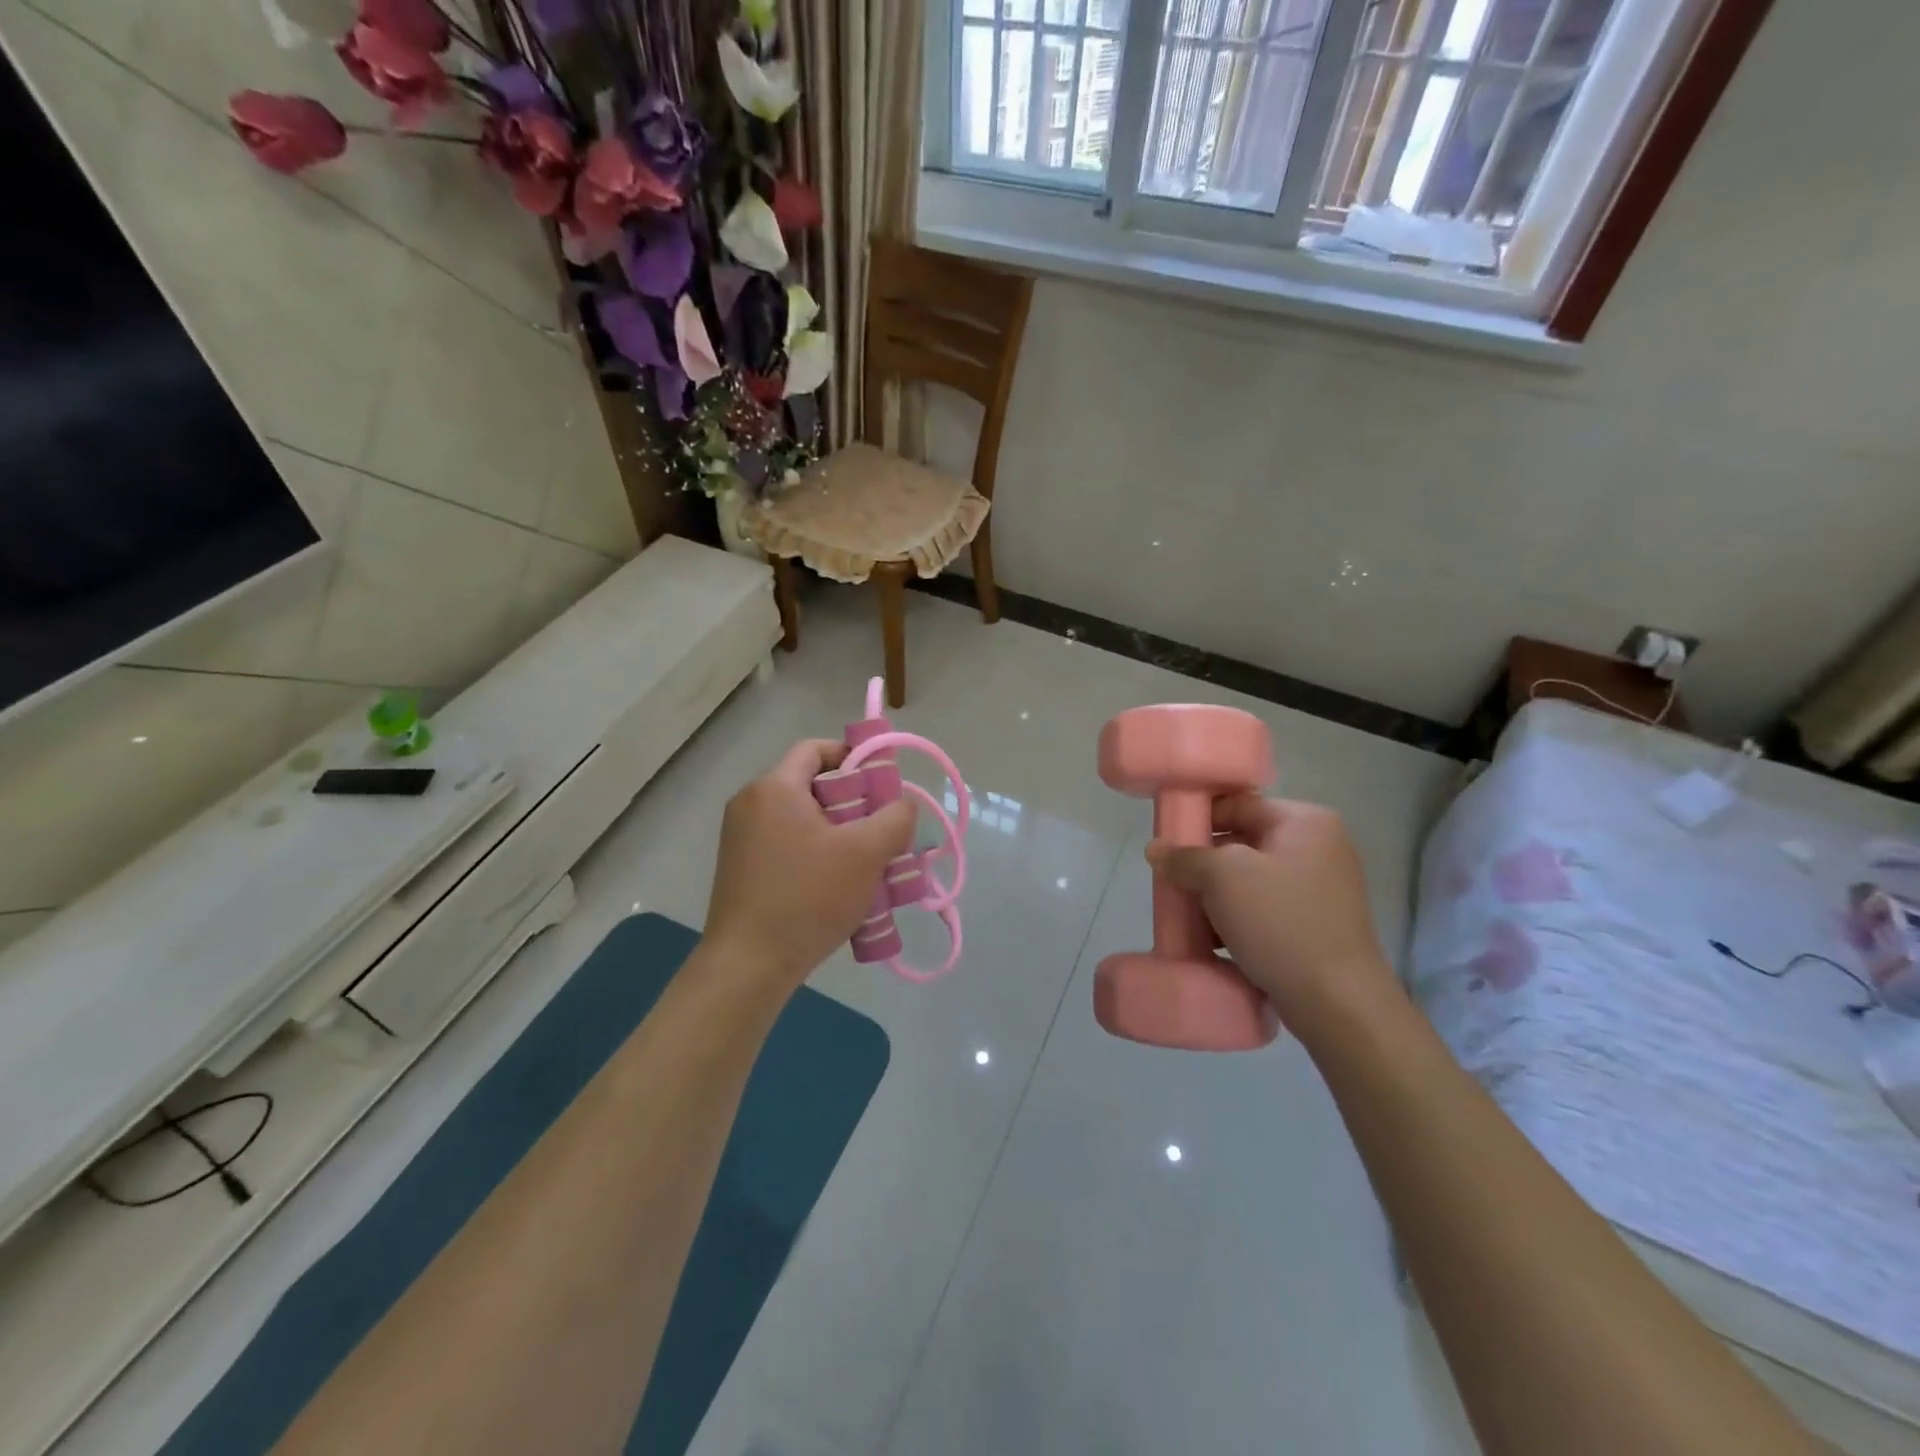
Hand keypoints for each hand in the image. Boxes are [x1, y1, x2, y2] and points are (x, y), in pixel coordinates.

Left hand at [705, 739, 914, 989]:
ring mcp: (740, 838)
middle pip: (812, 786)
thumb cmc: (808, 897)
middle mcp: (750, 804)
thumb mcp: (866, 853)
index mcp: (774, 788)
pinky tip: (840, 887)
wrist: (748, 965)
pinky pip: (788, 846)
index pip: (816, 749)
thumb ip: (895, 818)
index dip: (854, 757)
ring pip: (803, 820)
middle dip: (854, 803)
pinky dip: (817, 855)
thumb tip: (902, 804)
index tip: (883, 785)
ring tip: (868, 863)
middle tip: (883, 829)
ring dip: (839, 834)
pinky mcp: (740, 869)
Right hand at [1146, 797, 1400, 1030]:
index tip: (1167, 839)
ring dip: (1217, 894)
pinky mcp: (1316, 926)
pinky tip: (1212, 937)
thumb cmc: (1280, 922)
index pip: (1239, 804)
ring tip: (1187, 911)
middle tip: (1173, 878)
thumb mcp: (1222, 877)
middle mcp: (1320, 848)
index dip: (1199, 817)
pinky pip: (1265, 909)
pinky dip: (1237, 918)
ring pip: (1251, 879)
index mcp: (1305, 822)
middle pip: (1244, 842)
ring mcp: (1321, 889)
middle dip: (1204, 862)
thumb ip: (1185, 857)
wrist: (1335, 1001)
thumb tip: (1156, 849)